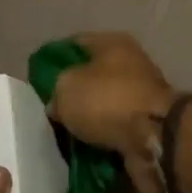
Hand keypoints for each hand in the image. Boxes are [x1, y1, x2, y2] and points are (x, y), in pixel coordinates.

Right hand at [48, 33, 175, 192]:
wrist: (154, 137)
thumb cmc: (107, 100)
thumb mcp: (66, 87)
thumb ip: (56, 89)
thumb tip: (59, 104)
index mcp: (113, 43)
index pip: (75, 43)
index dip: (54, 60)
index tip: (37, 81)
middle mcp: (131, 63)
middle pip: (92, 76)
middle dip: (72, 94)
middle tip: (50, 112)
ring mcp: (141, 94)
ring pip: (104, 104)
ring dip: (88, 119)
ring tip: (64, 135)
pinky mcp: (146, 122)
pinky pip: (115, 128)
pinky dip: (102, 138)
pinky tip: (83, 149)